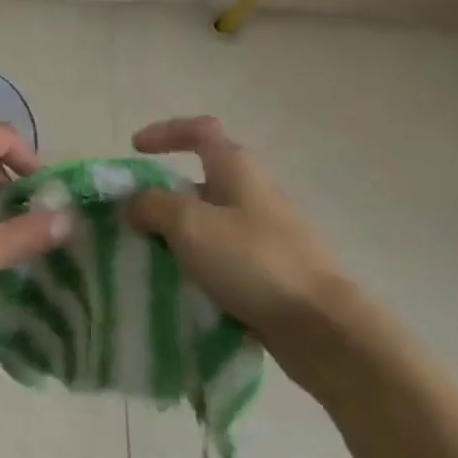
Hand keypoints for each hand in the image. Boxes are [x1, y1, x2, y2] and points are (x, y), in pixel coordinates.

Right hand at [126, 116, 350, 342]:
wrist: (323, 327)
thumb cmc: (253, 261)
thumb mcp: (189, 225)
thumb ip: (153, 206)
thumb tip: (135, 204)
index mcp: (237, 167)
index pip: (199, 130)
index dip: (165, 132)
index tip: (135, 150)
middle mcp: (254, 191)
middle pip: (202, 178)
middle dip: (166, 194)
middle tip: (136, 218)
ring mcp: (267, 231)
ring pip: (212, 221)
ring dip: (180, 233)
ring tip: (152, 256)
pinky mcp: (273, 269)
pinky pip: (225, 255)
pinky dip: (201, 263)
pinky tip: (185, 287)